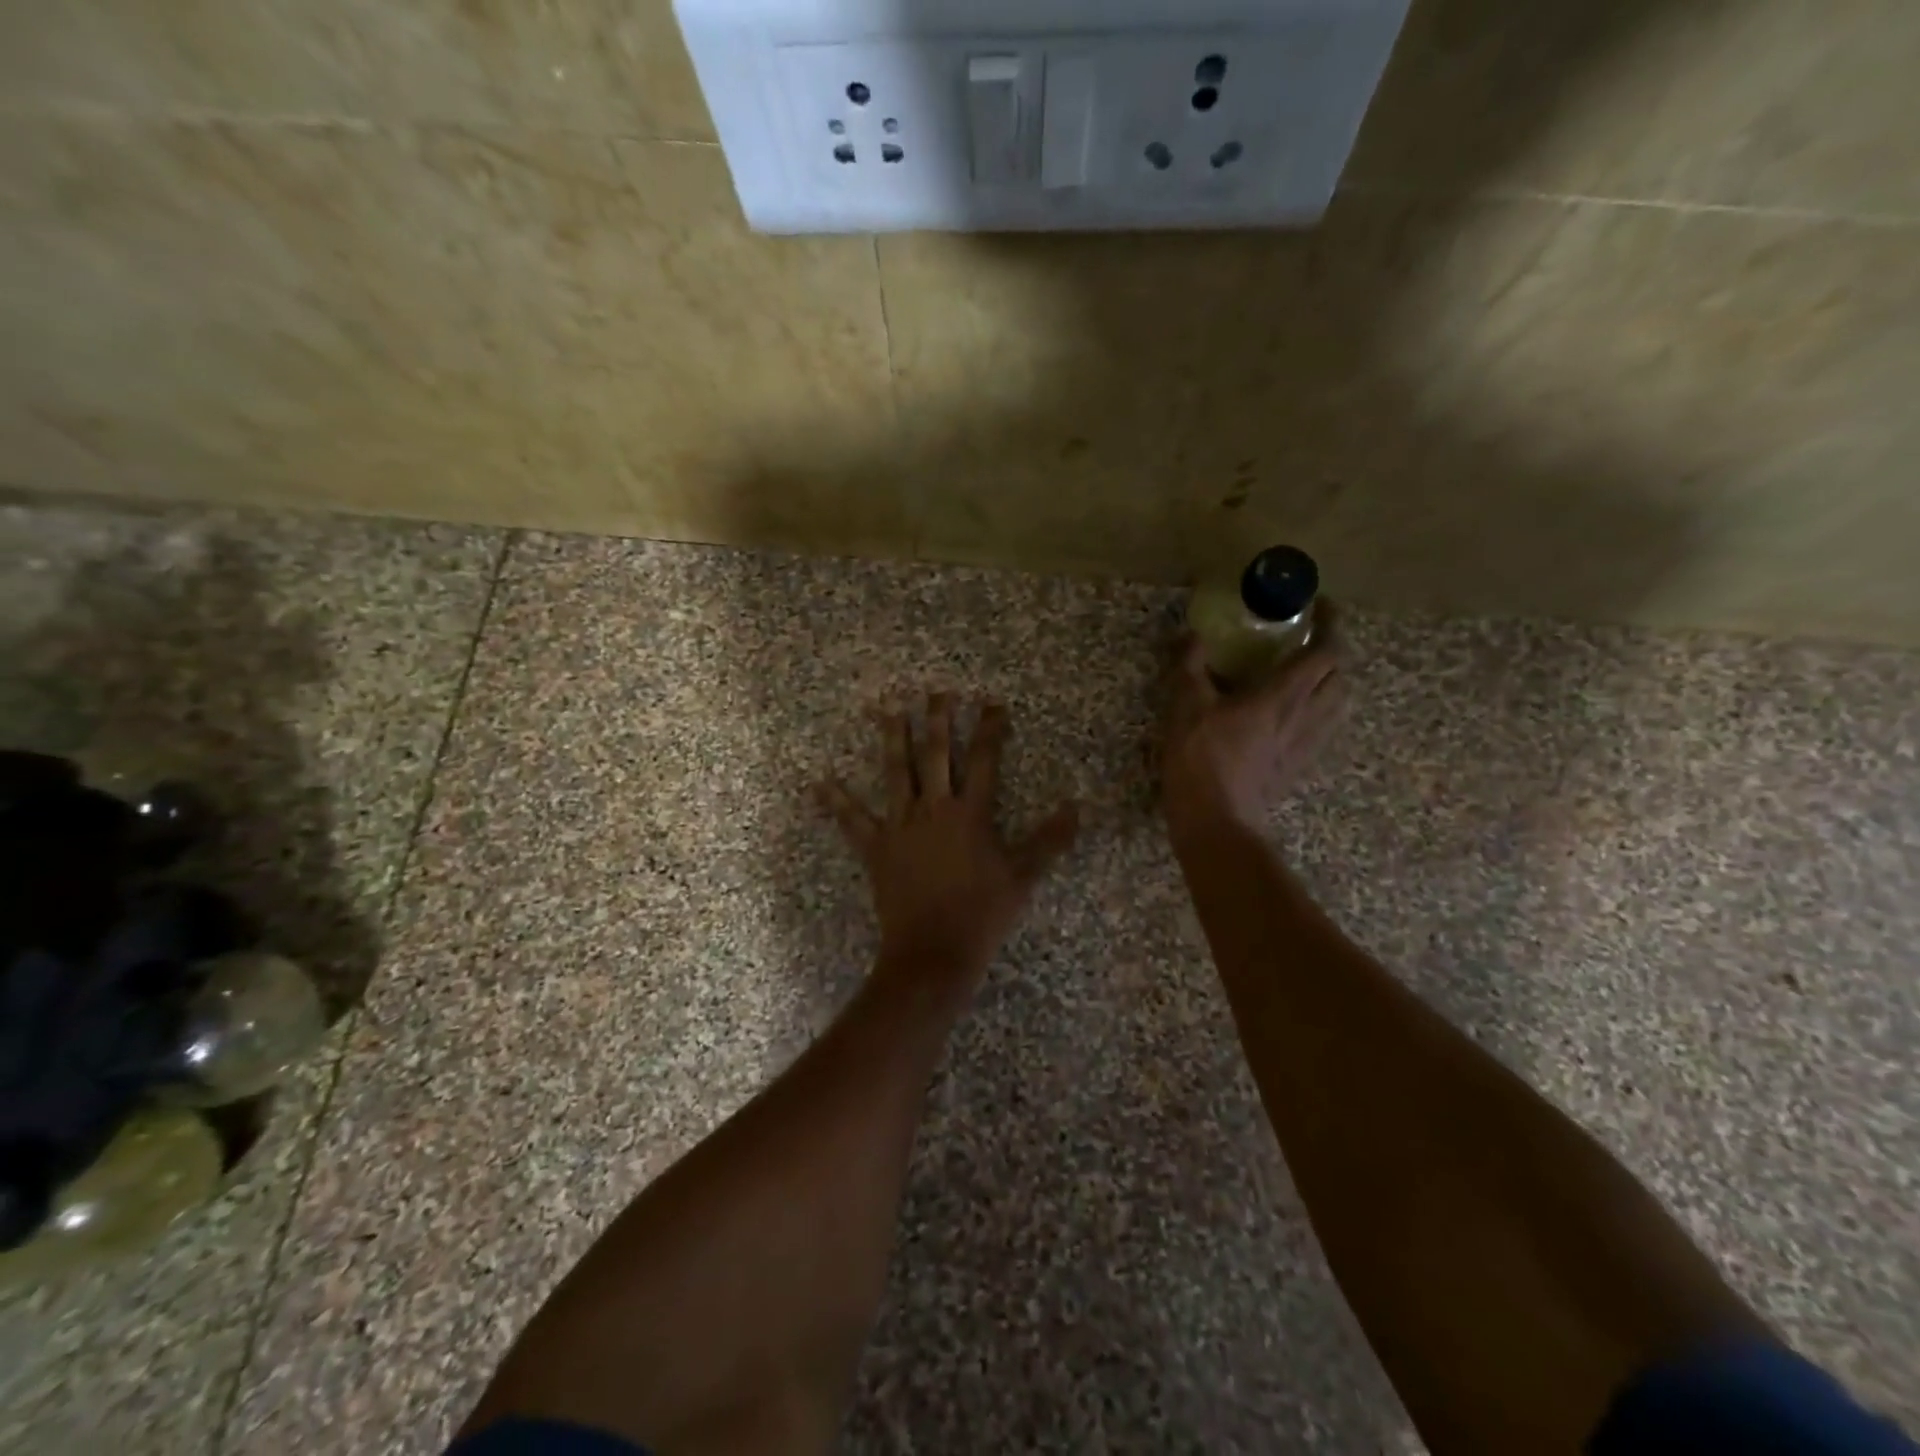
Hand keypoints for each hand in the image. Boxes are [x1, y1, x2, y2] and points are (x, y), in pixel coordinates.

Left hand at [818, 695, 1078, 987]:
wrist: (934, 952)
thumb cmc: (982, 913)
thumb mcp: (1023, 876)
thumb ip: (1050, 840)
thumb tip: (1077, 807)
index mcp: (971, 813)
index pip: (984, 760)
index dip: (990, 729)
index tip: (992, 703)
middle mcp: (934, 809)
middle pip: (936, 754)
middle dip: (938, 720)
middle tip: (936, 691)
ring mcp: (901, 826)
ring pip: (896, 772)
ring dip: (892, 739)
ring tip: (888, 710)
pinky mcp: (876, 848)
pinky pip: (853, 821)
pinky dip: (836, 801)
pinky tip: (819, 782)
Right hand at [1161, 616, 1347, 838]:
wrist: (1216, 820)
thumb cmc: (1200, 759)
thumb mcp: (1185, 706)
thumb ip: (1190, 666)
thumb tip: (1193, 636)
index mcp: (1283, 696)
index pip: (1326, 651)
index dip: (1331, 624)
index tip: (1320, 606)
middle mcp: (1305, 717)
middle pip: (1341, 676)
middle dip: (1333, 652)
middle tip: (1308, 641)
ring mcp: (1305, 745)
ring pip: (1339, 704)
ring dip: (1331, 682)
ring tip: (1307, 675)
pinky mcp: (1298, 766)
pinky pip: (1323, 729)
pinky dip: (1319, 710)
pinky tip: (1294, 715)